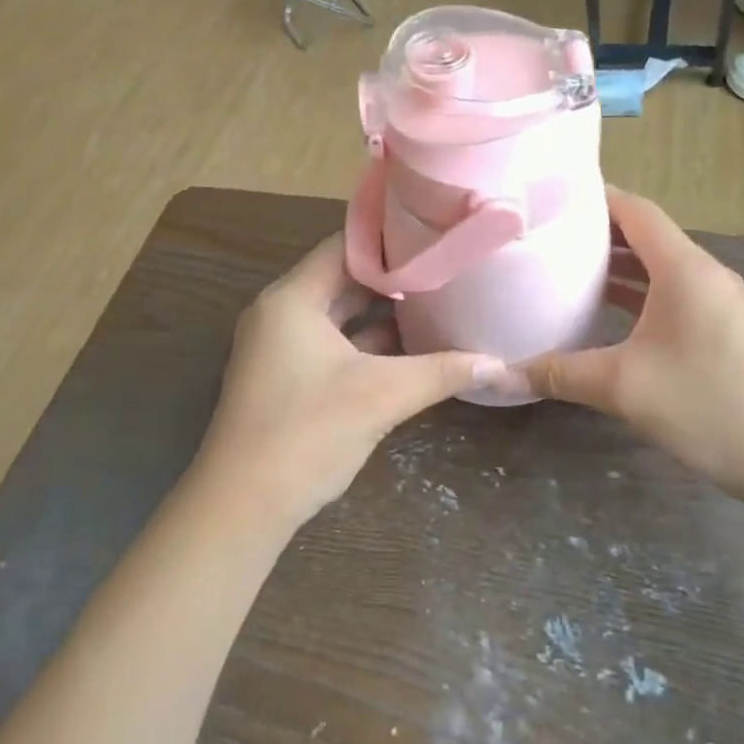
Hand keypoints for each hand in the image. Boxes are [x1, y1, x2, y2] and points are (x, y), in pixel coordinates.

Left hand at [196, 234, 497, 529]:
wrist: (243, 505)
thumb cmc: (308, 432)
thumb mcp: (382, 396)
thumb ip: (442, 372)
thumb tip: (499, 364)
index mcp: (292, 299)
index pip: (344, 246)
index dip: (390, 240)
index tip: (435, 238)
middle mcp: (280, 313)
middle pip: (341, 279)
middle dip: (391, 278)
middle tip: (443, 268)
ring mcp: (279, 348)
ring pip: (337, 316)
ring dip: (380, 313)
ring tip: (434, 302)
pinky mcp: (285, 378)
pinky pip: (330, 345)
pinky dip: (365, 344)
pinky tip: (407, 349)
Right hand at [512, 189, 743, 503]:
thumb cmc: (711, 406)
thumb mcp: (623, 388)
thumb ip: (559, 374)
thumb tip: (498, 373)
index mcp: (684, 269)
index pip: (635, 210)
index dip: (594, 197)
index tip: (549, 197)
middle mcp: (703, 275)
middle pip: (645, 235)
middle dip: (596, 232)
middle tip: (544, 235)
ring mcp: (717, 304)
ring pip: (658, 268)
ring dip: (616, 266)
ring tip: (563, 270)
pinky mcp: (723, 331)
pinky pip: (671, 295)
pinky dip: (637, 295)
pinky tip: (604, 316)